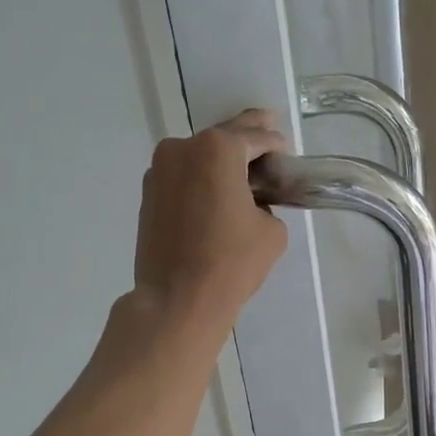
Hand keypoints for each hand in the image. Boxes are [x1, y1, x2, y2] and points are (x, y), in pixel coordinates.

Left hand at [133, 110, 288, 342]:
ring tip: (243, 175)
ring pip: (200, 157)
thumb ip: (268, 204)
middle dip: (248, 141)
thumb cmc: (231, 262)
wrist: (177, 299)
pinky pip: (183, 177)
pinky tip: (216, 196)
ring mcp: (160, 170)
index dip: (276, 145)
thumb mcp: (272, 230)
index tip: (287, 155)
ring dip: (221, 162)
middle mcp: (183, 148)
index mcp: (218, 149)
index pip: (256, 136)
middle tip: (269, 136)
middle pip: (223, 139)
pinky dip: (201, 180)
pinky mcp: (148, 194)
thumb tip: (253, 205)